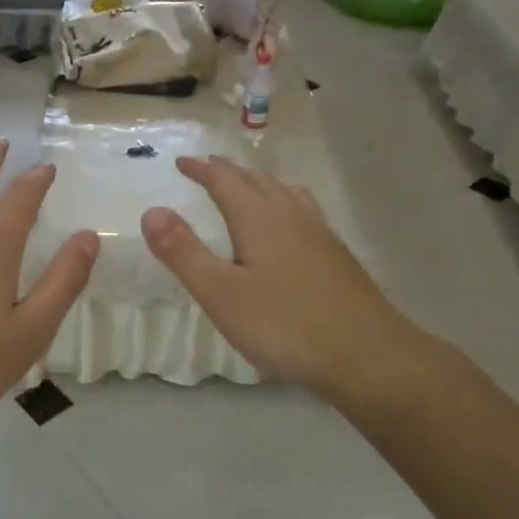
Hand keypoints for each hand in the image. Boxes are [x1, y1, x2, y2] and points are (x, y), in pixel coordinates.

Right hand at [141, 156, 454, 408]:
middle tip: (208, 169)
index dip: (201, 169)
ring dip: (260, 183)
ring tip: (249, 188)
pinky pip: (304, 211)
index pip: (224, 180)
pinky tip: (290, 229)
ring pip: (286, 192)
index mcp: (259, 218)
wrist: (367, 355)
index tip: (181, 163)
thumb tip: (151, 211)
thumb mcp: (220, 293)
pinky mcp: (337, 255)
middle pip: (257, 180)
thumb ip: (183, 252)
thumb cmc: (285, 325)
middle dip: (228, 171)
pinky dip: (285, 203)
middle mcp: (290, 215)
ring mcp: (320, 234)